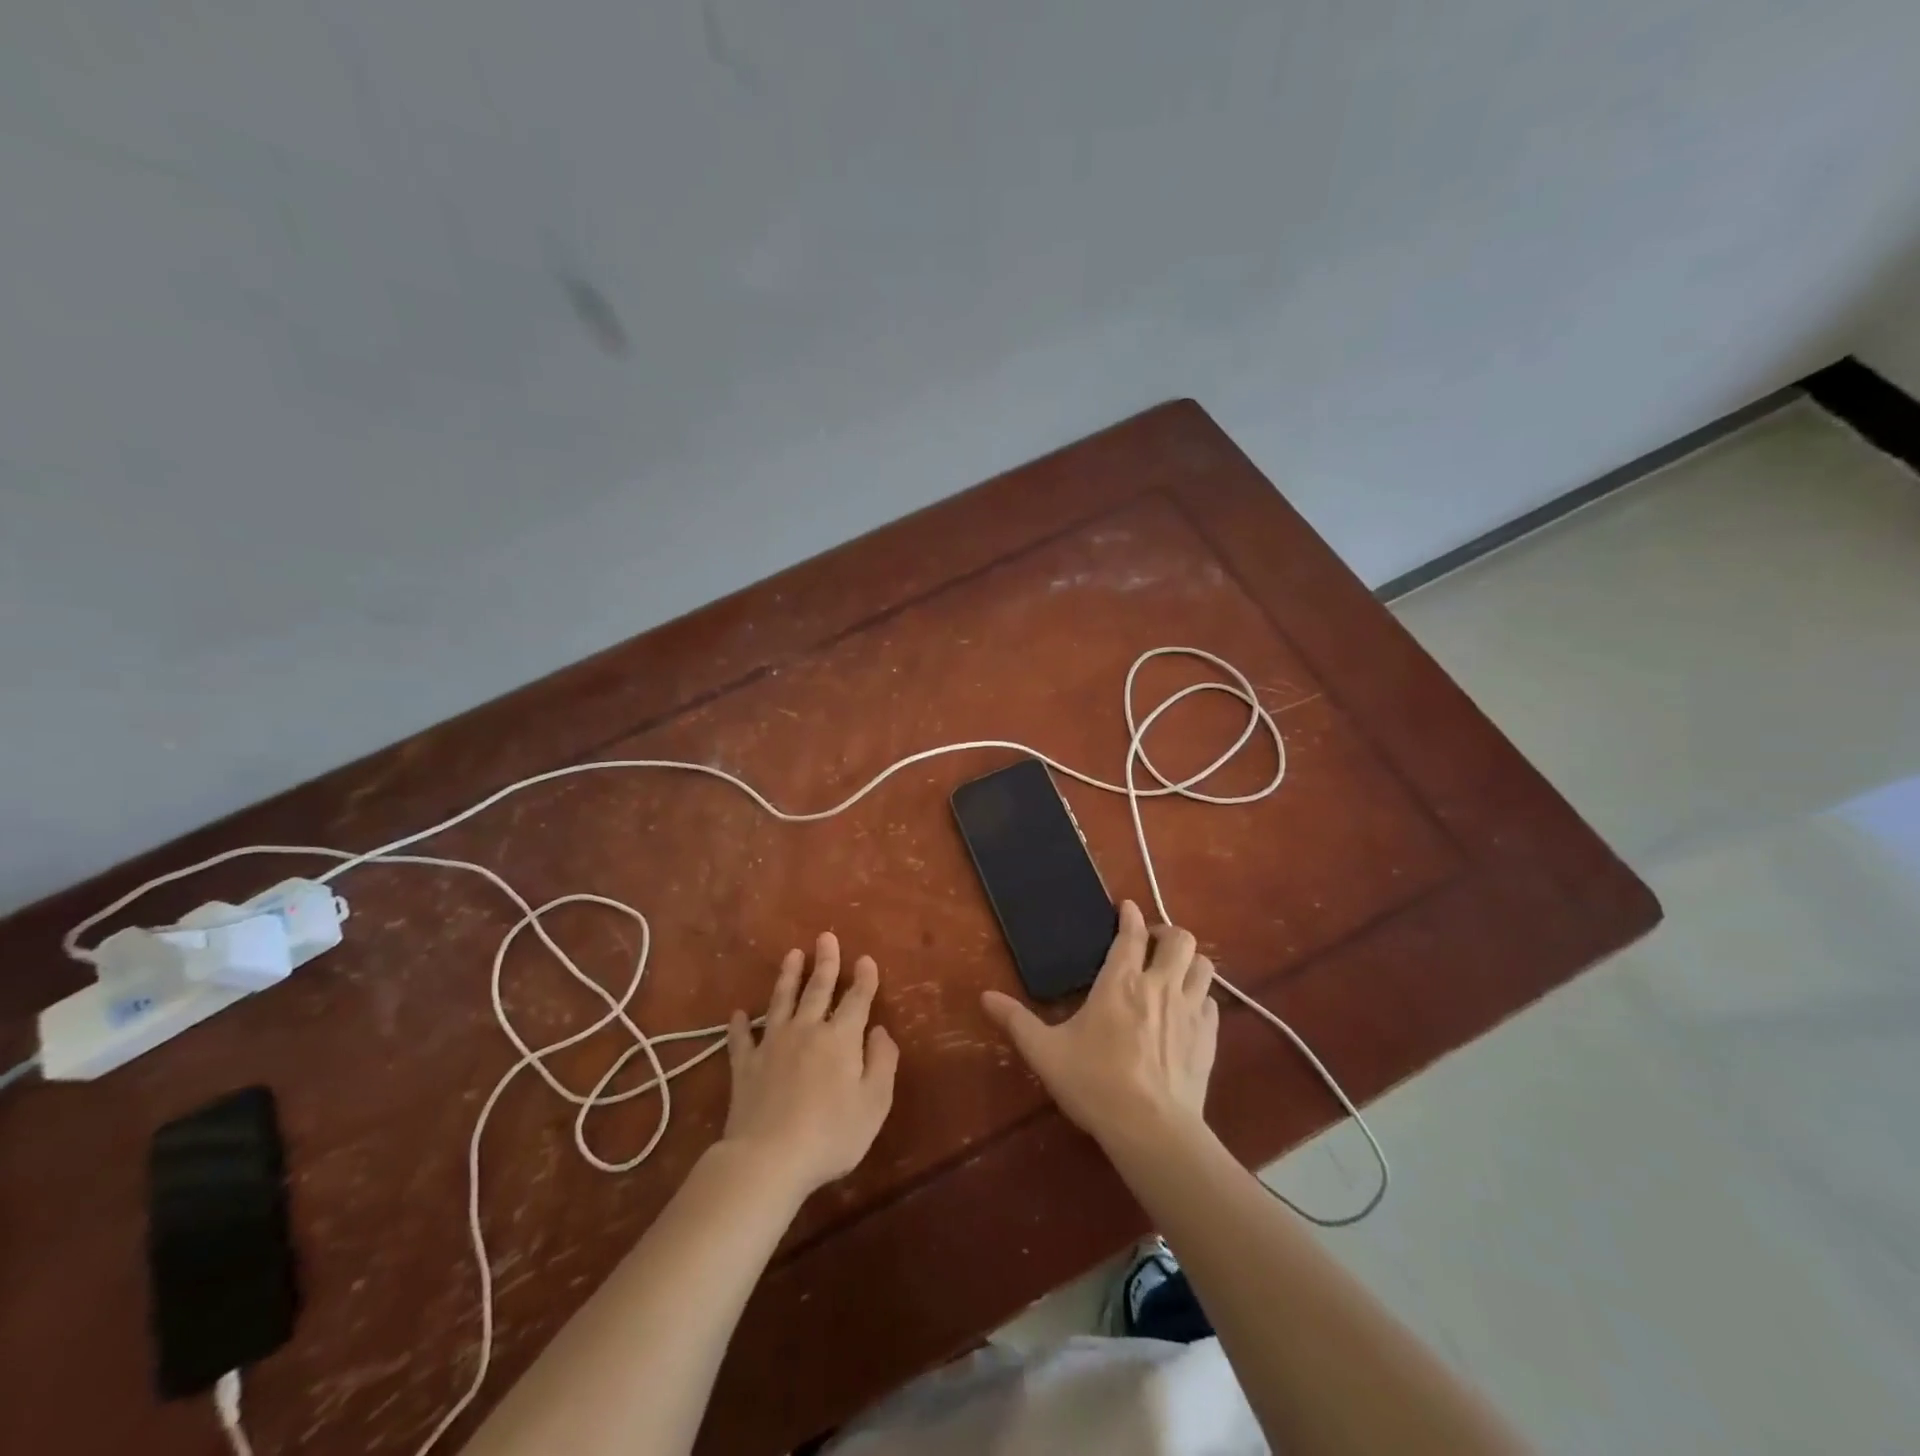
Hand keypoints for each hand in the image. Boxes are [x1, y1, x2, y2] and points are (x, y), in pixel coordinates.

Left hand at [720, 932, 899, 1197]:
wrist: (768, 1158)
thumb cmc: (831, 1134)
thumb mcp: (874, 1103)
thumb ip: (882, 1062)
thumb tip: (880, 1030)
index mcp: (841, 1038)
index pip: (857, 999)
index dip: (864, 979)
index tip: (866, 959)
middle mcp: (807, 1030)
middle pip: (818, 989)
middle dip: (825, 962)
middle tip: (826, 937)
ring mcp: (772, 1045)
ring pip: (781, 1001)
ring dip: (788, 977)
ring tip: (792, 955)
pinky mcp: (745, 1066)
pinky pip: (741, 1038)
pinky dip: (740, 1024)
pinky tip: (738, 1013)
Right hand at [981, 901, 1217, 1147]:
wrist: (1151, 1129)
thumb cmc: (1095, 1083)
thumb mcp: (1045, 1052)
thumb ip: (1016, 1021)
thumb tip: (985, 997)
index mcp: (1121, 982)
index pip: (1131, 934)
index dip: (1129, 915)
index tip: (1125, 908)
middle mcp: (1160, 986)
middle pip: (1180, 940)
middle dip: (1167, 934)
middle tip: (1151, 945)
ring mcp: (1191, 1011)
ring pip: (1204, 966)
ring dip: (1190, 962)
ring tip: (1174, 971)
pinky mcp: (1209, 1038)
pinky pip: (1212, 1003)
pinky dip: (1201, 998)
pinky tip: (1188, 1012)